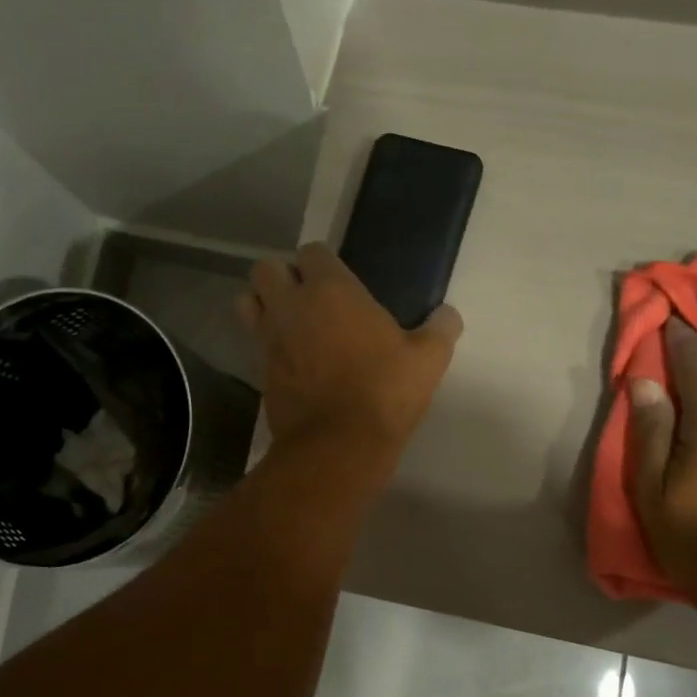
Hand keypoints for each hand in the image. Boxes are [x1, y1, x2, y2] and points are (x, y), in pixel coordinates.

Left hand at [238, 243, 462, 459]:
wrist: (338, 446)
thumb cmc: (384, 392)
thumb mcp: (427, 360)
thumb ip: (440, 329)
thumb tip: (448, 315)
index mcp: (331, 291)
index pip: (312, 251)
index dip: (322, 263)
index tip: (339, 281)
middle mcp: (292, 306)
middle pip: (266, 269)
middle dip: (282, 276)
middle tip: (308, 298)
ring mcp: (270, 340)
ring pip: (248, 303)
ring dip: (263, 305)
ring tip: (290, 323)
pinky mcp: (260, 372)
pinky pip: (256, 344)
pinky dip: (268, 345)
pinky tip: (293, 362)